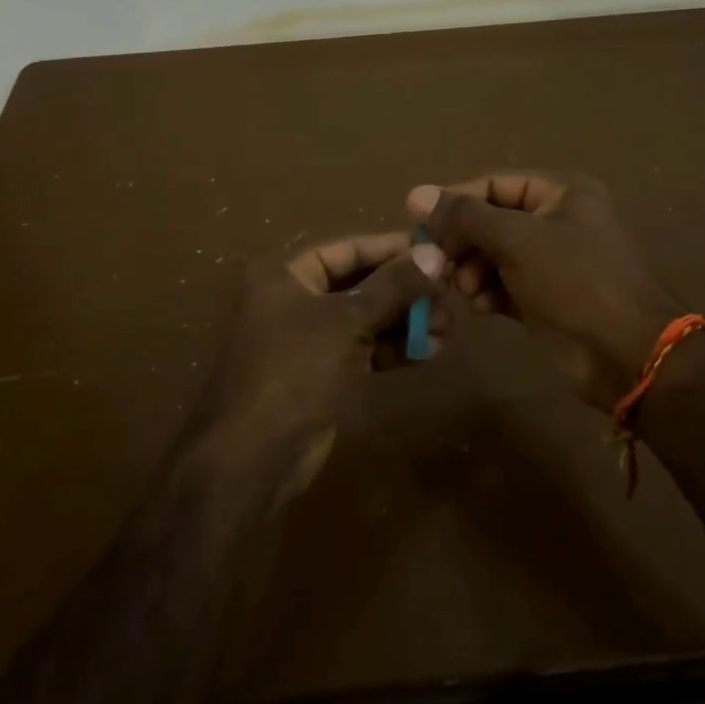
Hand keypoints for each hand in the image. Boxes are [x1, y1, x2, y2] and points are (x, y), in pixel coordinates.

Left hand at [192, 232, 446, 500]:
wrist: (255, 454)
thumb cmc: (296, 369)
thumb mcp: (348, 321)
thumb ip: (394, 286)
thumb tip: (435, 252)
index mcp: (284, 274)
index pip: (348, 249)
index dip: (392, 249)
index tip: (436, 251)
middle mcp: (293, 299)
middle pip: (359, 284)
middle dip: (404, 291)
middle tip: (449, 294)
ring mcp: (306, 339)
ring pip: (364, 319)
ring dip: (404, 322)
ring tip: (447, 327)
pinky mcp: (320, 372)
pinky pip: (362, 349)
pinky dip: (392, 349)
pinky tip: (428, 352)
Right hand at [408, 172, 682, 411]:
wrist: (624, 354)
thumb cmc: (574, 281)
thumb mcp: (516, 239)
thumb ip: (465, 216)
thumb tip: (416, 193)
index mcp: (563, 193)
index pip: (495, 184)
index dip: (457, 201)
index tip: (421, 225)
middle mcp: (559, 221)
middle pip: (493, 221)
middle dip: (465, 242)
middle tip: (440, 263)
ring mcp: (554, 262)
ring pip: (495, 256)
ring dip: (473, 270)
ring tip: (465, 290)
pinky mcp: (546, 298)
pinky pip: (505, 285)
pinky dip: (489, 292)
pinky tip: (482, 306)